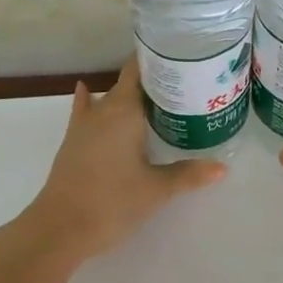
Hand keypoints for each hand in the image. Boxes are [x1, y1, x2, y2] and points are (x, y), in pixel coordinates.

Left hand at [19, 57, 226, 263]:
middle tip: (183, 82)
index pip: (139, 70)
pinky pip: (86, 111)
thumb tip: (222, 168)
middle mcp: (103, 110)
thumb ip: (188, 174)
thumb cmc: (112, 202)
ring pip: (108, 98)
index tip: (181, 55)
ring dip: (128, 94)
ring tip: (153, 94)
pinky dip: (91, 100)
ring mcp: (84, 125)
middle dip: (152, 80)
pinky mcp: (73, 142)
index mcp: (124, 111)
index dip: (158, 59)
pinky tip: (86, 92)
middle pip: (128, 83)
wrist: (59, 227)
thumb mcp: (156, 189)